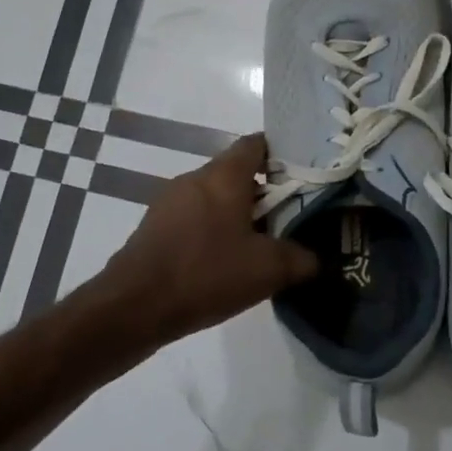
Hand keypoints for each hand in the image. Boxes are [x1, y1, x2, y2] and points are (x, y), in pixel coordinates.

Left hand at [100, 134, 317, 345]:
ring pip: (215, 197)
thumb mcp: (268, 270)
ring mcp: (170, 202)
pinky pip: (194, 218)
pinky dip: (213, 231)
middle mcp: (195, 178)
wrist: (134, 307)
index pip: (256, 143)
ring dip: (238, 214)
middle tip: (289, 217)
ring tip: (261, 245)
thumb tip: (317, 258)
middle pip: (237, 172)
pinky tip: (225, 263)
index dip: (281, 153)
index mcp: (224, 175)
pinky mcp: (155, 227)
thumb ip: (301, 259)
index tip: (302, 175)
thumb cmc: (206, 274)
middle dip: (264, 192)